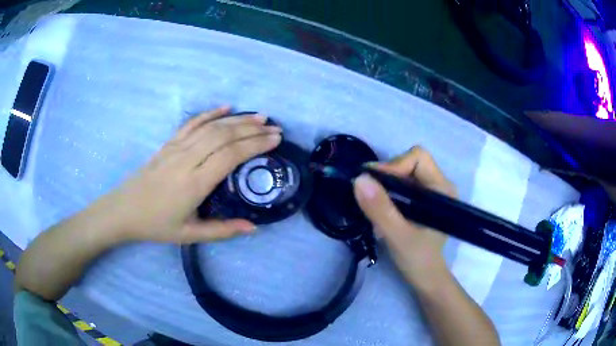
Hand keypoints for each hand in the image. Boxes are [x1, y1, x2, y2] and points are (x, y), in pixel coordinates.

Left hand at [95, 106, 281, 243]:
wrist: (124, 210)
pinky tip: (226, 108)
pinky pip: (192, 123)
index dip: (255, 145)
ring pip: (211, 127)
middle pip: (224, 136)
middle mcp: (187, 160)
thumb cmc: (156, 225)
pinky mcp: (169, 143)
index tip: (275, 140)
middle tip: (274, 128)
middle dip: (252, 129)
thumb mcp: (190, 235)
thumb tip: (253, 227)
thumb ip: (222, 231)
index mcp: (194, 184)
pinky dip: (210, 113)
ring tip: (259, 117)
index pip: (230, 155)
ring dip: (237, 119)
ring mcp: (176, 148)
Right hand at [353, 146, 456, 290]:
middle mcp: (439, 184)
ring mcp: (430, 192)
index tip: (373, 185)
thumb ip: (380, 209)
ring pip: (402, 173)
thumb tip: (359, 179)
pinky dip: (387, 194)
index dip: (394, 166)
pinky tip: (380, 210)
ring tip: (373, 207)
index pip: (418, 158)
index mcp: (442, 188)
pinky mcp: (422, 200)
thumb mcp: (397, 236)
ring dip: (384, 186)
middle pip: (409, 162)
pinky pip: (401, 185)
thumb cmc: (417, 259)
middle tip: (368, 196)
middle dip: (386, 176)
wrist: (425, 277)